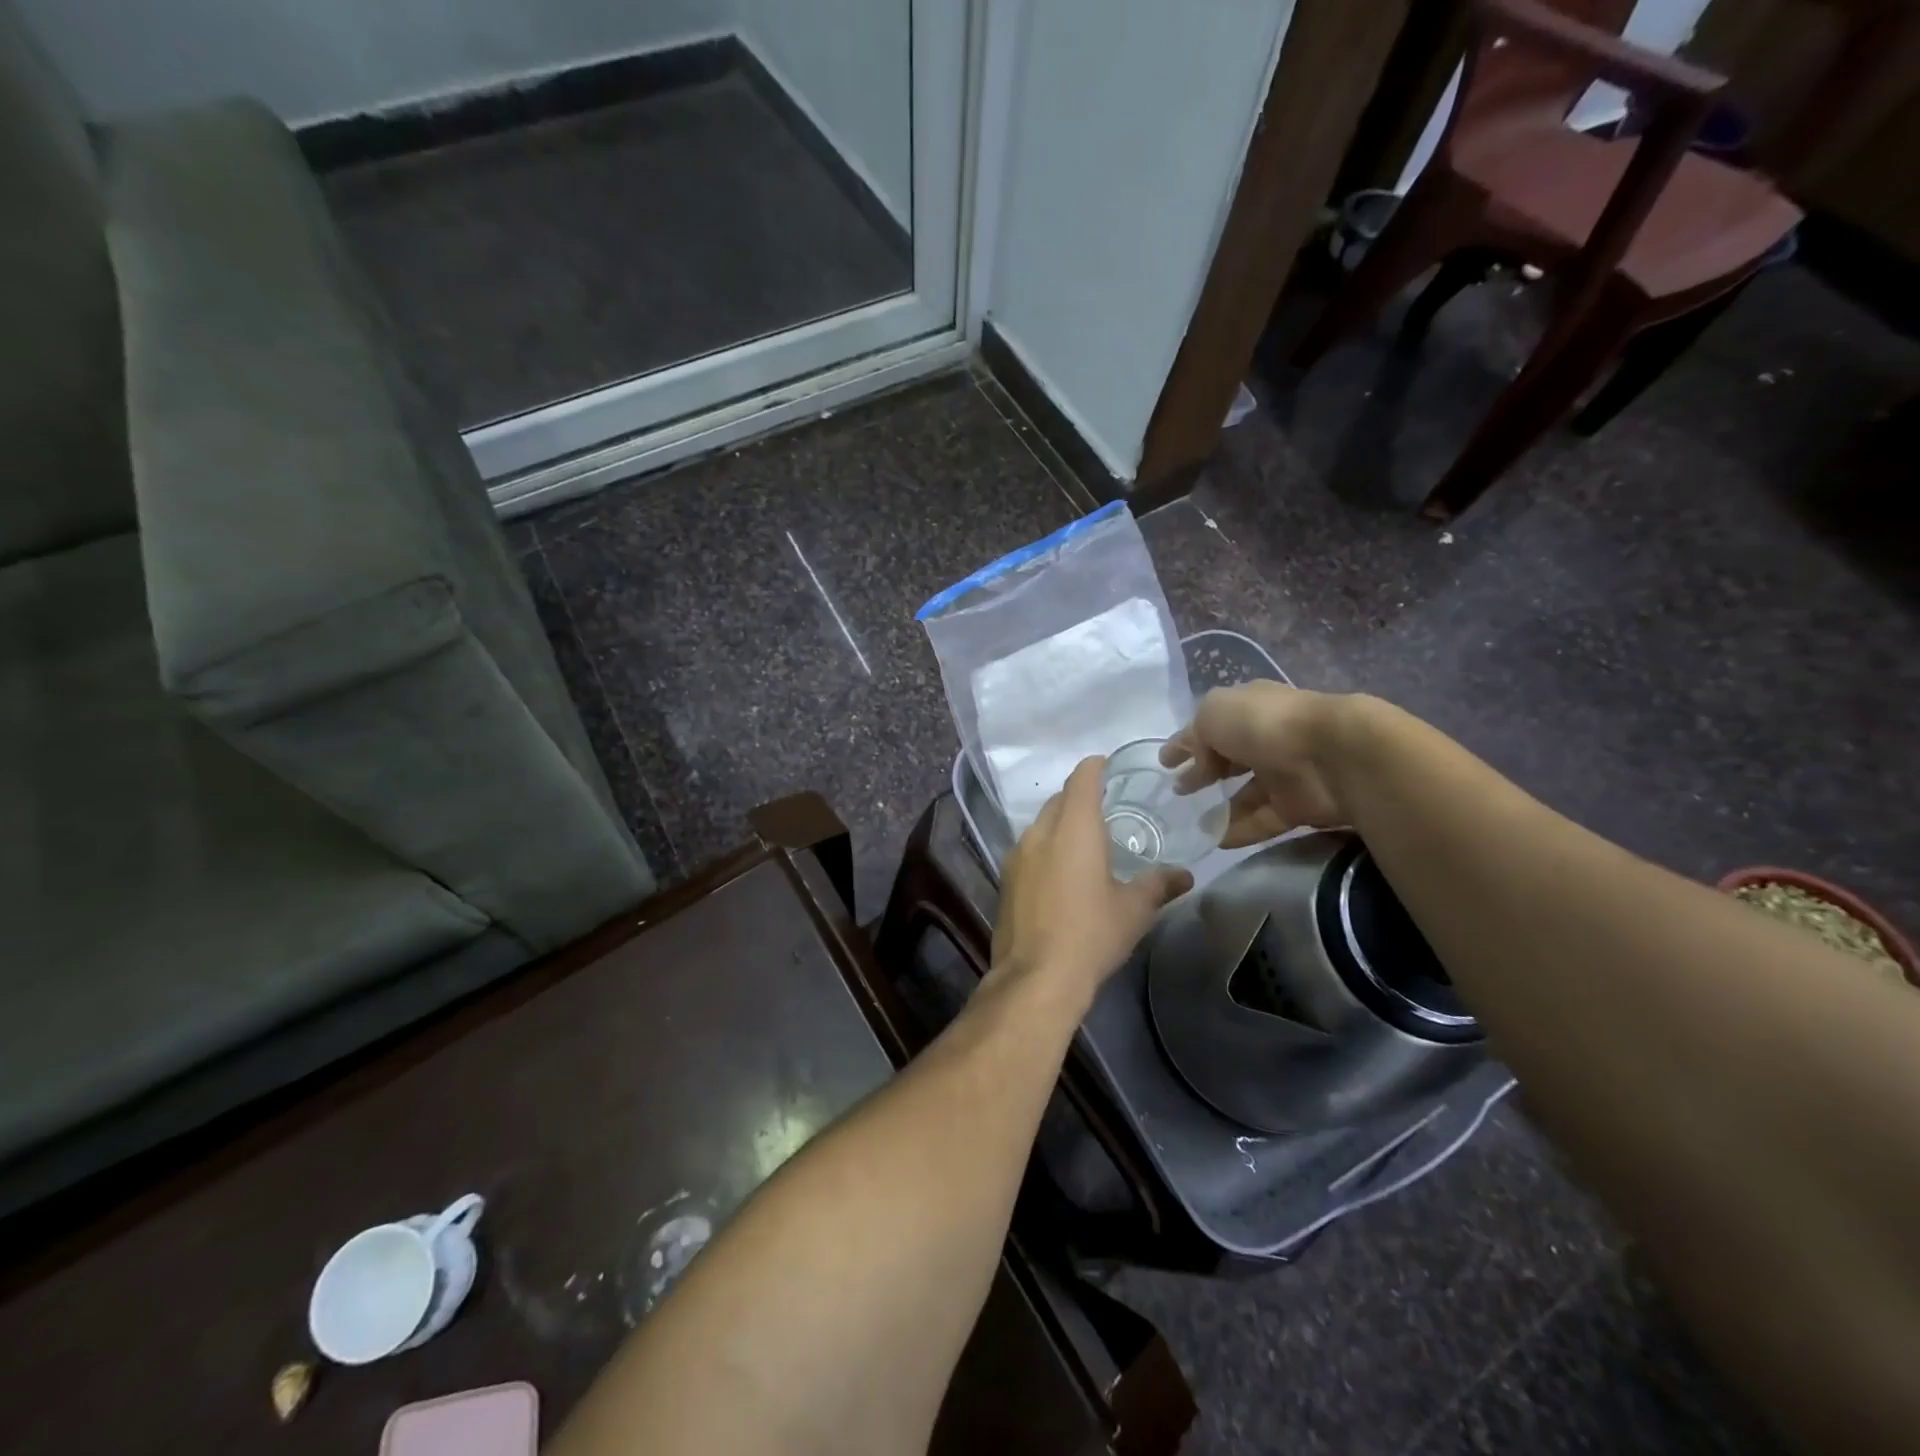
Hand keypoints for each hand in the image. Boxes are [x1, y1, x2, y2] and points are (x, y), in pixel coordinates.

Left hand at [990, 756, 1193, 1008]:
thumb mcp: (1134, 909)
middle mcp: (1040, 831)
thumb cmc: (1092, 933)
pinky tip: (1060, 871)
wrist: (1037, 976)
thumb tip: (1185, 875)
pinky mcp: (1005, 879)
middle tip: (1105, 808)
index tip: (1107, 766)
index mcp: (1074, 828)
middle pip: (1059, 800)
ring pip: (1040, 824)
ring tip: (1084, 841)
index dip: (1094, 767)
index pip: (1082, 779)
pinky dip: (1046, 848)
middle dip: (1079, 797)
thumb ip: (1159, 884)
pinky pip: (1028, 849)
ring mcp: (1017, 855)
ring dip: (1060, 824)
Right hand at [1159, 683, 1351, 847]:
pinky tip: (1214, 840)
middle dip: (1204, 772)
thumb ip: (1196, 737)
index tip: (1165, 762)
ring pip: (1246, 793)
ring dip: (1219, 807)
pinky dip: (1239, 830)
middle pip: (1230, 758)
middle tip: (1178, 792)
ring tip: (1191, 822)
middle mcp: (1267, 737)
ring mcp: (1284, 773)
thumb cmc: (1264, 724)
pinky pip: (1261, 820)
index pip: (1212, 725)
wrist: (1332, 755)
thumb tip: (1199, 766)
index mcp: (1249, 708)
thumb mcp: (1213, 714)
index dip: (1186, 741)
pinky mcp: (1297, 807)